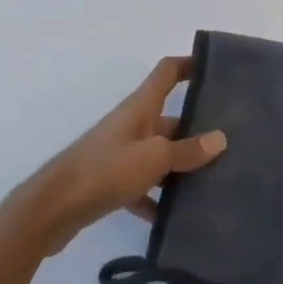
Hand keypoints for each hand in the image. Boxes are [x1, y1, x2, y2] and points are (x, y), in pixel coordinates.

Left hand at [5, 57, 227, 256]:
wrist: (53, 209)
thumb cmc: (106, 170)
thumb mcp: (154, 158)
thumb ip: (187, 151)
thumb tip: (220, 138)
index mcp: (140, 107)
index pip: (167, 71)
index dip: (190, 64)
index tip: (215, 70)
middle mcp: (131, 124)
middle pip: (169, 118)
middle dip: (196, 128)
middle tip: (229, 143)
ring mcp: (120, 153)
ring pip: (158, 154)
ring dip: (180, 167)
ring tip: (213, 181)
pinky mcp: (111, 182)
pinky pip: (142, 186)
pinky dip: (157, 199)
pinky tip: (175, 218)